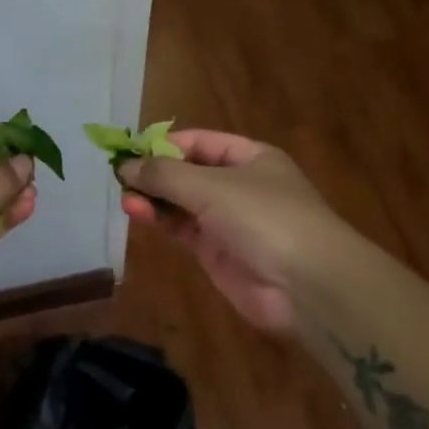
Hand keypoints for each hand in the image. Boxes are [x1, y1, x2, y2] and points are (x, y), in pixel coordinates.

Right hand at [118, 130, 341, 332]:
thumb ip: (165, 175)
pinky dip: (162, 221)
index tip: (130, 152)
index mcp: (250, 158)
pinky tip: (139, 215)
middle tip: (120, 179)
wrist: (308, 286)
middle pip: (188, 172)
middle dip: (155, 174)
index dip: (165, 144)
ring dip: (154, 199)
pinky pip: (183, 229)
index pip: (200, 142)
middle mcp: (240, 185)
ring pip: (182, 203)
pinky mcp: (218, 253)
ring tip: (125, 200)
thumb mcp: (212, 186)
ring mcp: (229, 221)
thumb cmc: (265, 218)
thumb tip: (125, 165)